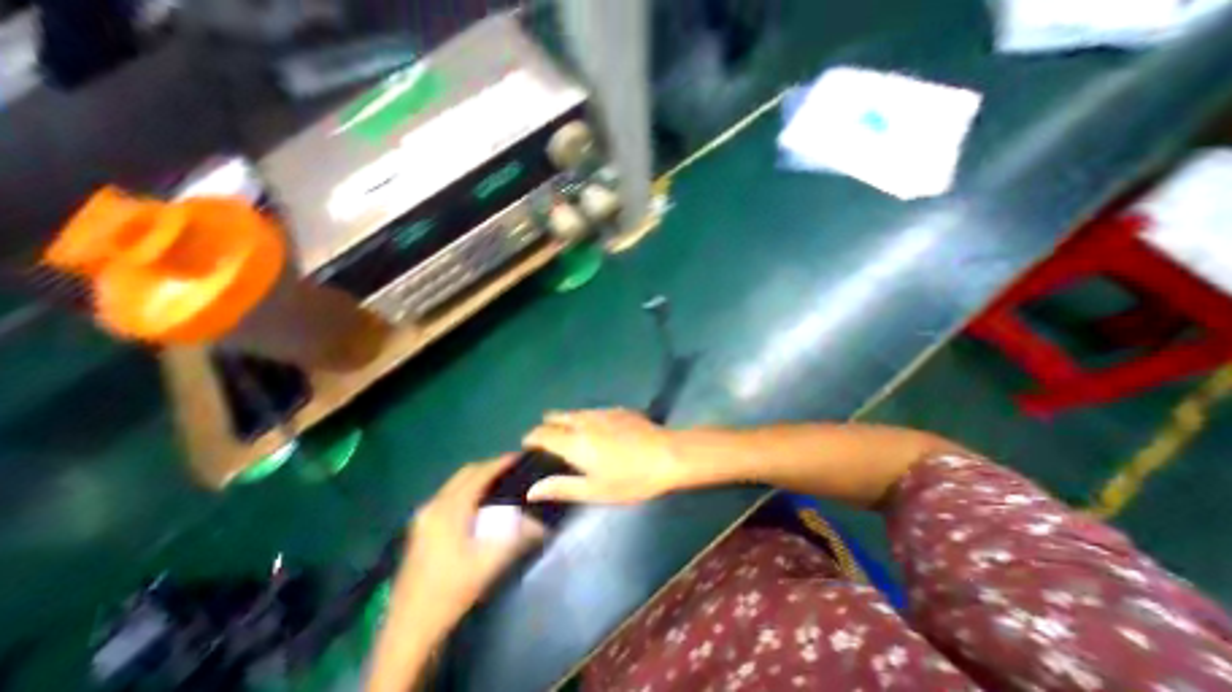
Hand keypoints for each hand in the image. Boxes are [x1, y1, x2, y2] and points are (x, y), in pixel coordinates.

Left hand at [399, 460, 541, 636]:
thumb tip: (543, 522)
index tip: (521, 457)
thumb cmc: (451, 591)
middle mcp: (433, 505)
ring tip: (500, 482)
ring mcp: (423, 515)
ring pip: (455, 483)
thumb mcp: (490, 564)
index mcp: (449, 509)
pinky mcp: (420, 527)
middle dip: (490, 467)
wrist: (409, 629)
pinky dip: (466, 489)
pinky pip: (448, 495)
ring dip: (478, 477)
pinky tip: (477, 503)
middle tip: (513, 469)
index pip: (479, 474)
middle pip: (466, 473)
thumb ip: (518, 538)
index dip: (501, 463)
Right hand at [524, 408, 687, 505]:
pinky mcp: (617, 409)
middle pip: (555, 416)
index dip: (531, 438)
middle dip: (547, 427)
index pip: (541, 433)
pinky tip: (600, 433)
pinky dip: (586, 420)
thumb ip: (561, 487)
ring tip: (574, 439)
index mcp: (574, 441)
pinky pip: (592, 411)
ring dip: (566, 422)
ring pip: (574, 412)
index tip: (528, 448)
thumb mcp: (595, 491)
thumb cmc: (630, 479)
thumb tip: (531, 490)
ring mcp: (601, 411)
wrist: (667, 455)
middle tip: (551, 445)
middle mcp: (583, 421)